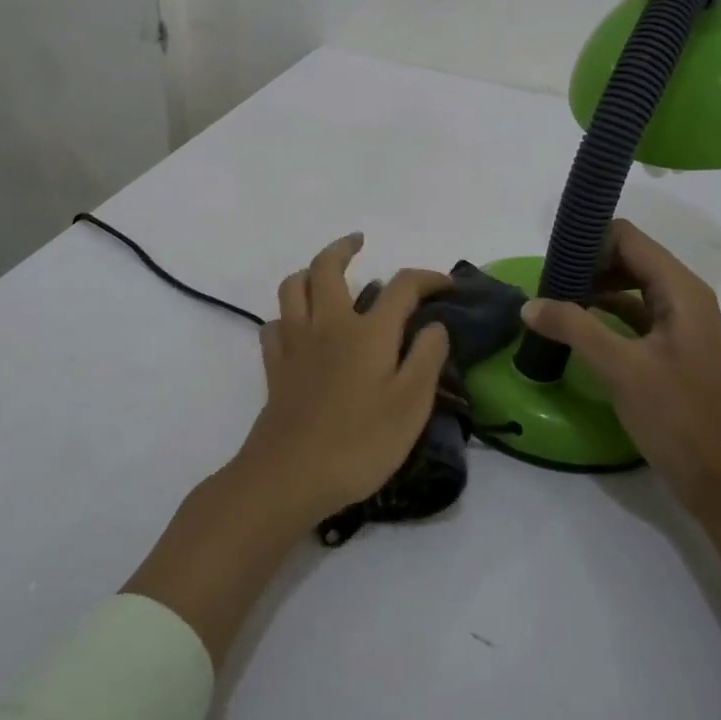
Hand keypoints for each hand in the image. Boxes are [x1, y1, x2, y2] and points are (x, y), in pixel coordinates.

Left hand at [237, 233, 450, 520]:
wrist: (290, 476)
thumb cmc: (360, 442)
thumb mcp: (412, 404)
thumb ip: (427, 357)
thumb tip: (434, 324)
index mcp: (367, 332)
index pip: (401, 286)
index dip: (427, 278)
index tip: (446, 285)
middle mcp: (328, 325)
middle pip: (327, 268)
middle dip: (344, 248)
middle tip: (359, 243)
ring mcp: (295, 344)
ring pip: (292, 287)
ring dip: (309, 272)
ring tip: (324, 276)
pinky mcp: (274, 367)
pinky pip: (274, 324)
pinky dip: (288, 315)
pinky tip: (299, 328)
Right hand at [522, 219, 720, 513]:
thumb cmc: (679, 416)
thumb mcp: (621, 369)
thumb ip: (574, 328)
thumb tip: (529, 304)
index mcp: (681, 291)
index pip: (628, 239)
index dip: (589, 241)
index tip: (550, 261)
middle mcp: (684, 299)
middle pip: (629, 260)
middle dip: (587, 266)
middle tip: (545, 286)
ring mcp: (679, 327)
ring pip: (630, 289)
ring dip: (592, 291)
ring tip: (551, 305)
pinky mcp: (671, 352)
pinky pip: (633, 318)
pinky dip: (603, 316)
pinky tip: (574, 331)